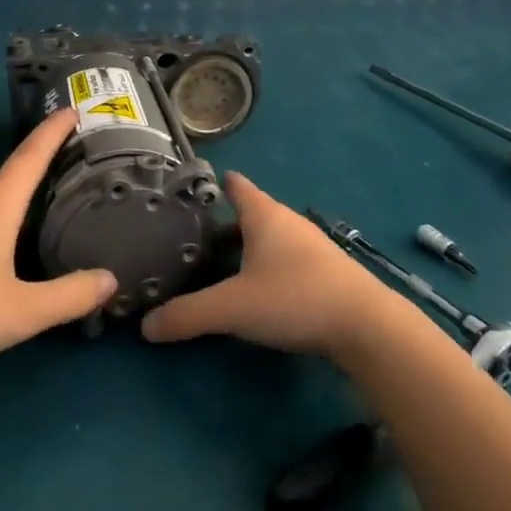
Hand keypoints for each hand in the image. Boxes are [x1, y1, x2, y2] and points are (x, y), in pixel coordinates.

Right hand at [141, 172, 395, 361]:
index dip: (213, 184)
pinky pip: (285, 260)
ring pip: (269, 238)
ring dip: (245, 248)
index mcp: (264, 216)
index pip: (236, 186)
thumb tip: (145, 326)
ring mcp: (310, 246)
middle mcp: (288, 222)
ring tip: (217, 266)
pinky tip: (257, 290)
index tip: (188, 190)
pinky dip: (266, 267)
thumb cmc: (294, 298)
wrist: (366, 325)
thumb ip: (187, 315)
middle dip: (222, 223)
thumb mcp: (232, 308)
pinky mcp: (325, 272)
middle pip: (250, 214)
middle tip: (190, 239)